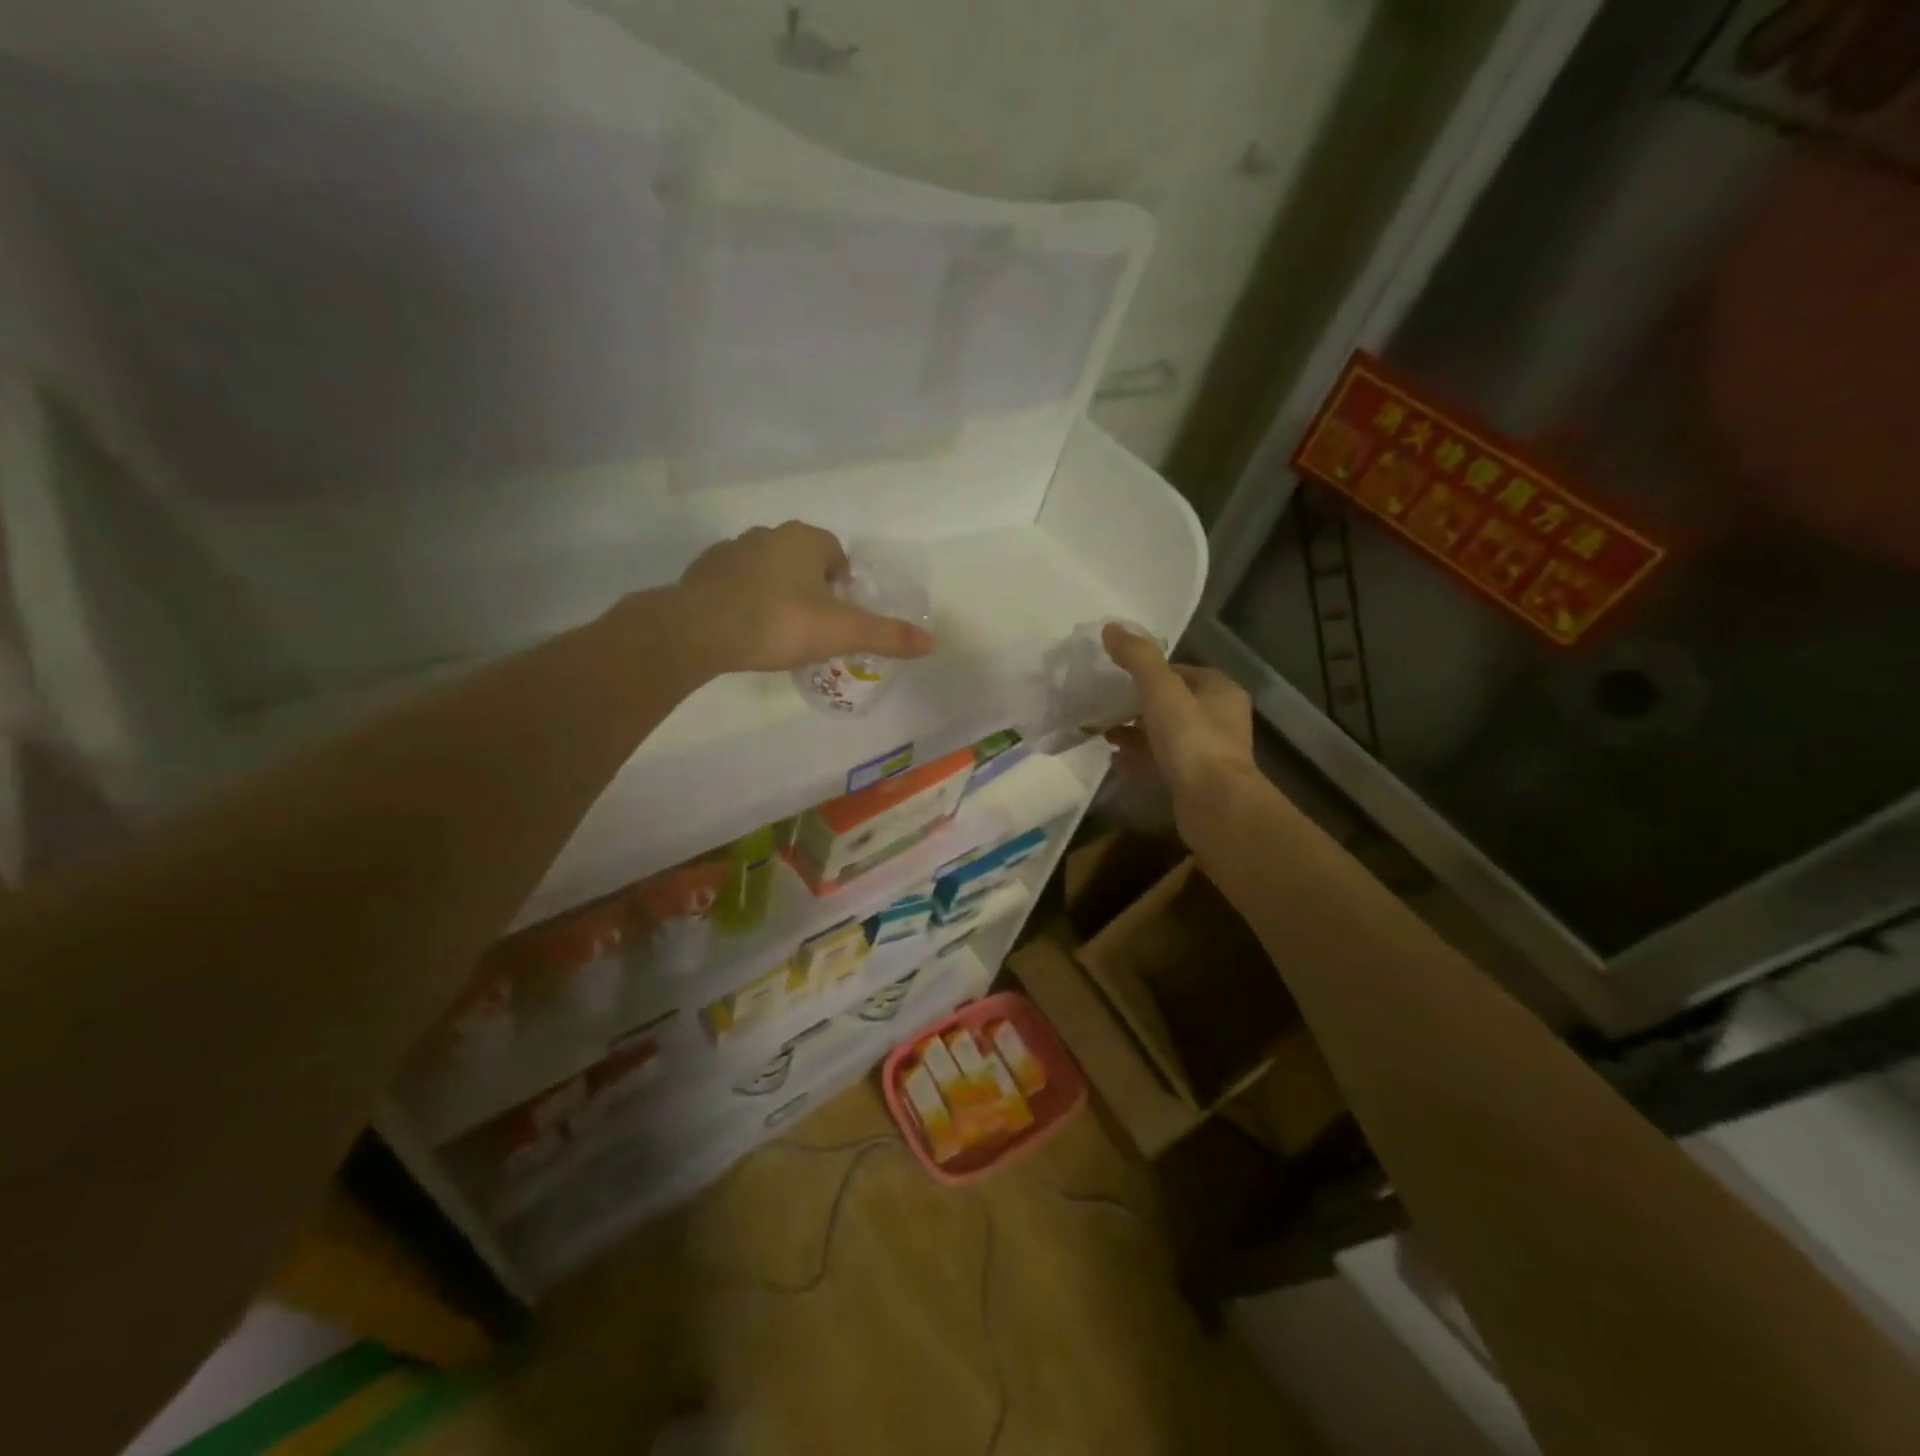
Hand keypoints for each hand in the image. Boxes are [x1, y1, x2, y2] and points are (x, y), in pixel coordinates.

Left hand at [669, 522, 934, 677]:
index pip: (836, 555)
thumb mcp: (841, 632)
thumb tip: (931, 643)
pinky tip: (744, 632)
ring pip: (767, 571)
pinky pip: (735, 584)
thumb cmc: (778, 622)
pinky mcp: (702, 572)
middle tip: (810, 630)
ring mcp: (731, 550)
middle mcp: (768, 534)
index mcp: (805, 539)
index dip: (842, 587)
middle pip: (802, 561)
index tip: (836, 619)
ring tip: (777, 634)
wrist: (698, 630)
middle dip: (810, 589)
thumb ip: (886, 636)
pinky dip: (744, 601)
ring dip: (776, 594)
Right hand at [1102, 623, 1255, 842]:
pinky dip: (1140, 758)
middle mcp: (1221, 718)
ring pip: (1166, 734)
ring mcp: (1210, 752)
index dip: (1149, 672)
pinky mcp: (1197, 781)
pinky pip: (1163, 761)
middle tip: (1106, 708)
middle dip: (1138, 705)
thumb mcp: (1161, 690)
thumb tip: (1111, 627)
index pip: (1181, 671)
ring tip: (1104, 734)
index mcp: (1220, 690)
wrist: (1215, 805)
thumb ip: (1138, 658)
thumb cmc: (1192, 740)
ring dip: (1136, 733)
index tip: (1118, 678)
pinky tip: (1116, 761)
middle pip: (1172, 703)